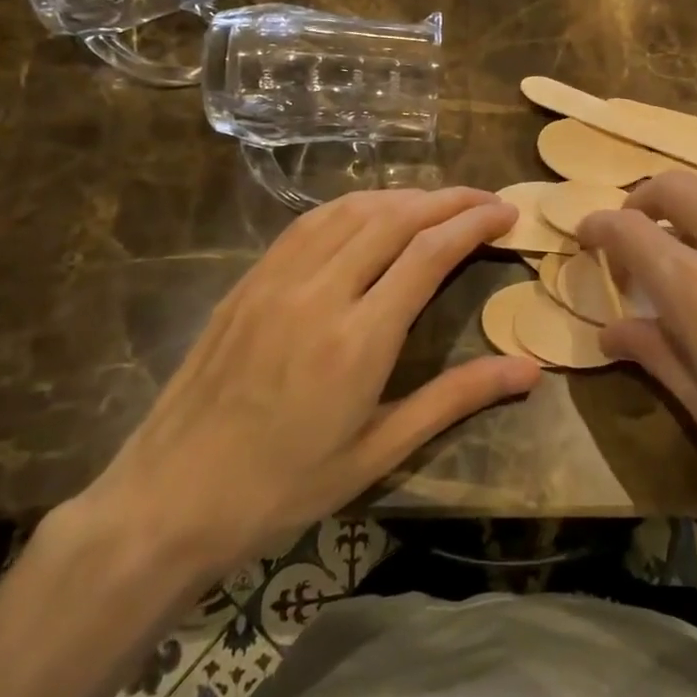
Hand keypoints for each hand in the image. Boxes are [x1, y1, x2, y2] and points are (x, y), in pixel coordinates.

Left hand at [76, 188, 539, 582]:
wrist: (168, 500)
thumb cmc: (283, 488)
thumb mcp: (379, 452)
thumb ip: (455, 398)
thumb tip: (529, 369)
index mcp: (358, 340)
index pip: (429, 253)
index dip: (474, 222)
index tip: (507, 211)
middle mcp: (320, 293)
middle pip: (396, 217)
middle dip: (449, 199)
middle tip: (486, 199)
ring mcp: (278, 280)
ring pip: (352, 209)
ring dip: (404, 196)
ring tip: (438, 202)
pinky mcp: (250, 280)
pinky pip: (311, 222)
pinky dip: (355, 205)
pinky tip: (371, 212)